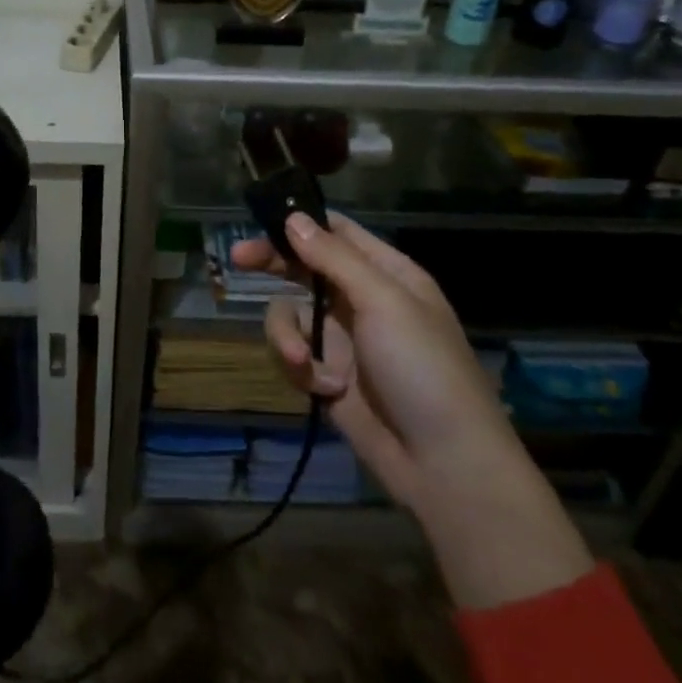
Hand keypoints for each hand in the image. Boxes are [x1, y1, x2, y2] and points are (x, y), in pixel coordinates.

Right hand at [231, 212, 509, 500]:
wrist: (443, 464)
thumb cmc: (423, 369)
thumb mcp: (384, 302)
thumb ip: (335, 258)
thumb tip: (294, 218)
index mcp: (387, 275)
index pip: (338, 233)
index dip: (302, 223)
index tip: (263, 219)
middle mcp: (361, 301)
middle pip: (304, 269)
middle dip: (273, 266)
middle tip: (238, 260)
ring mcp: (343, 340)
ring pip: (290, 315)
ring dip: (286, 336)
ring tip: (300, 362)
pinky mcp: (326, 376)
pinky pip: (293, 356)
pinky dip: (300, 370)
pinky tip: (323, 390)